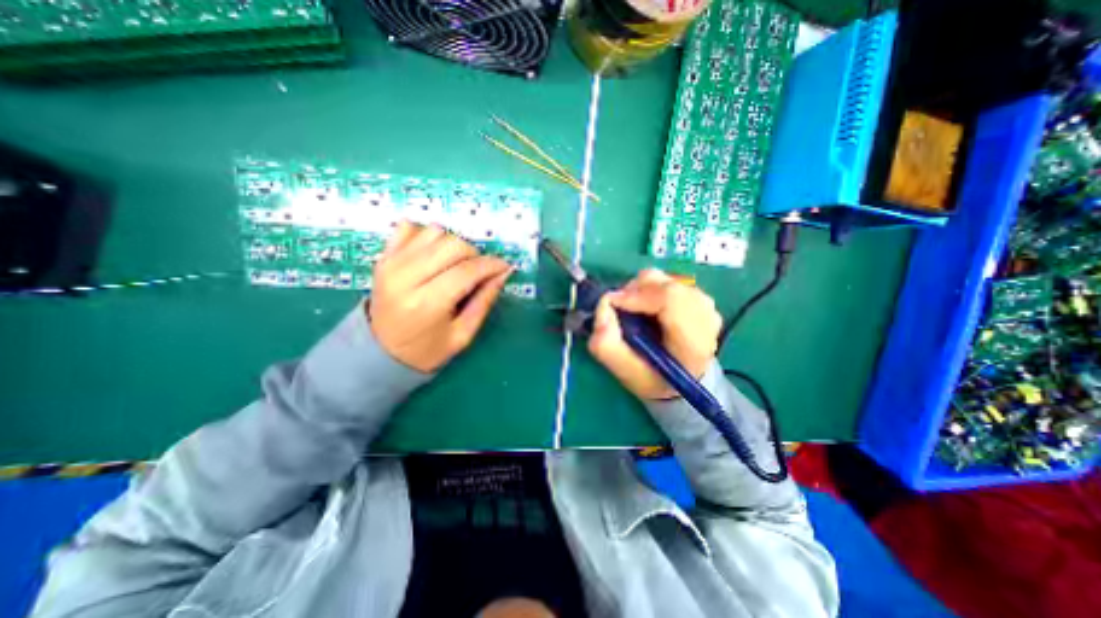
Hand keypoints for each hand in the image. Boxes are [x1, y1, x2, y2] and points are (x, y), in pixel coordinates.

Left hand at [365, 220, 510, 371]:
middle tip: (478, 271)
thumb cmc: (425, 350)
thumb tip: (503, 273)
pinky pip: (410, 227)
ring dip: (453, 245)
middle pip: (452, 244)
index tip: (505, 267)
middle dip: (474, 254)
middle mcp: (405, 277)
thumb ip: (484, 301)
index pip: (467, 270)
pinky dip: (428, 236)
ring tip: (455, 265)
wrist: (379, 352)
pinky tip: (433, 255)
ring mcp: (391, 263)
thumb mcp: (462, 335)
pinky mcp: (383, 256)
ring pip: (434, 231)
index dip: (492, 265)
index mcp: (426, 304)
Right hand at [585, 269, 723, 400]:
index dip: (636, 295)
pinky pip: (667, 281)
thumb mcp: (624, 371)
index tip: (613, 303)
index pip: (670, 299)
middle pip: (665, 285)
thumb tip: (604, 304)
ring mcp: (705, 304)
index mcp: (693, 342)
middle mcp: (706, 317)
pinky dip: (650, 291)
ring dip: (642, 291)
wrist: (680, 378)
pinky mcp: (699, 297)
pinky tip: (648, 309)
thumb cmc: (653, 377)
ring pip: (664, 280)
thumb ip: (606, 343)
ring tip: (635, 312)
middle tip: (621, 310)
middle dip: (635, 292)